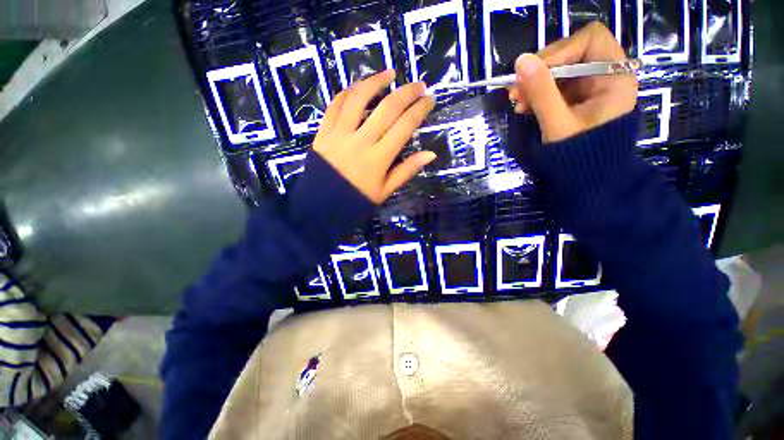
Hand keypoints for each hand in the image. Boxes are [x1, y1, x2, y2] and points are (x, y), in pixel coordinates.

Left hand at [313, 69, 436, 203]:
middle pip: (386, 108)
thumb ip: (407, 170)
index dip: (419, 110)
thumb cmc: (357, 200)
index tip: (430, 99)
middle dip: (406, 92)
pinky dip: (348, 92)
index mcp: (378, 159)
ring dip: (375, 81)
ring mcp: (339, 133)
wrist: (322, 205)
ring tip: (390, 73)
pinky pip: (335, 104)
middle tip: (419, 84)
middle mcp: (361, 141)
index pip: (404, 127)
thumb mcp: (385, 190)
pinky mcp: (324, 131)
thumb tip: (431, 154)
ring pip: (358, 98)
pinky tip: (359, 87)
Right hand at [507, 21, 637, 142]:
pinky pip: (554, 84)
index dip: (559, 51)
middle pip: (571, 52)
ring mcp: (590, 86)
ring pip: (559, 69)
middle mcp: (606, 75)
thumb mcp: (558, 124)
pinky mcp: (577, 97)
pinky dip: (536, 92)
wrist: (587, 179)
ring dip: (534, 82)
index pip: (589, 40)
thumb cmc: (580, 154)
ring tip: (516, 101)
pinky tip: (523, 105)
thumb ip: (541, 92)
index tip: (530, 71)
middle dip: (540, 69)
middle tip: (515, 90)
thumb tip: (520, 61)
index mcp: (615, 76)